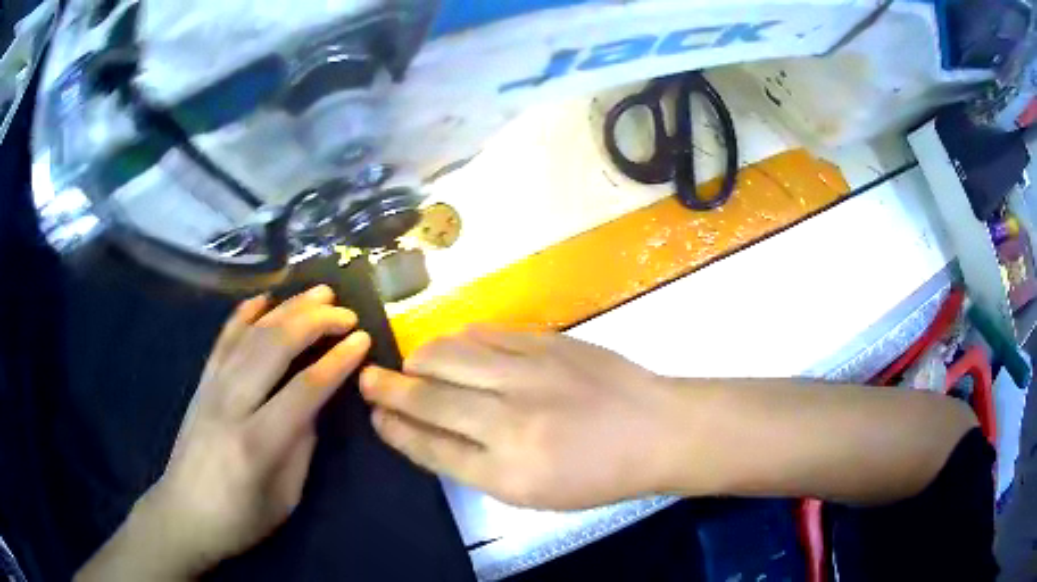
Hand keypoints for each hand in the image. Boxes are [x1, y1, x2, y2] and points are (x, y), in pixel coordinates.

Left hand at [76, 286, 370, 580]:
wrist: (184, 514)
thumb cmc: (240, 519)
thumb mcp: (284, 497)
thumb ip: (301, 447)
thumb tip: (314, 404)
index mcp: (257, 443)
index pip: (305, 388)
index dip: (337, 360)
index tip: (364, 340)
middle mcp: (231, 405)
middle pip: (275, 346)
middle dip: (315, 321)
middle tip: (346, 313)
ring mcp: (211, 388)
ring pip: (251, 333)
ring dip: (287, 308)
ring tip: (318, 293)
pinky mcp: (201, 383)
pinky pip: (223, 338)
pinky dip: (244, 313)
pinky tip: (264, 299)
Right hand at [359, 326, 674, 509]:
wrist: (655, 429)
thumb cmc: (597, 474)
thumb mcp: (533, 492)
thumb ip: (475, 463)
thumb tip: (425, 431)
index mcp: (508, 472)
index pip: (430, 446)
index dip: (394, 427)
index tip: (374, 413)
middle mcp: (511, 421)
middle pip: (429, 396)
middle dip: (388, 387)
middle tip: (368, 378)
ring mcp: (529, 374)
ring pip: (449, 355)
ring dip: (418, 358)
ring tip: (410, 364)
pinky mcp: (546, 342)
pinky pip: (484, 333)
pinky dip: (457, 340)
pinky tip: (452, 347)